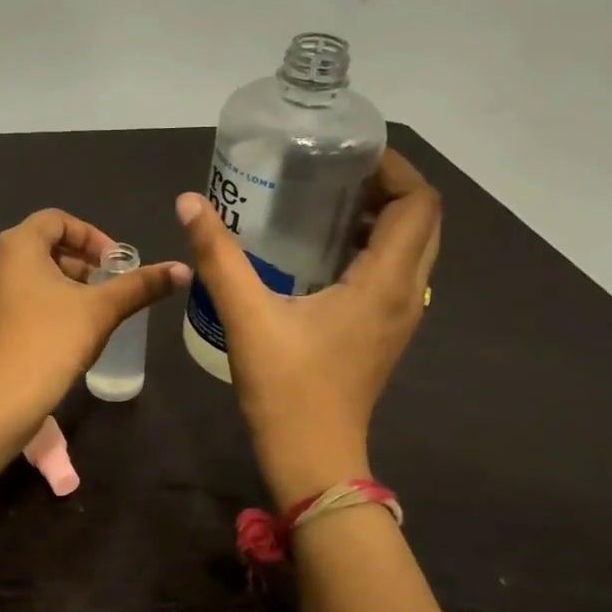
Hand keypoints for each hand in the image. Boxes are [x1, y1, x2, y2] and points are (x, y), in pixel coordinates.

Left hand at [0, 209, 189, 422]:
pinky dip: (43, 299)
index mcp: (17, 245)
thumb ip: (140, 285)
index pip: (56, 219)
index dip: (91, 235)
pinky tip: (66, 328)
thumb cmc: (52, 340)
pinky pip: (16, 294)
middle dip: (80, 260)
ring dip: (64, 281)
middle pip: (42, 244)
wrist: (3, 397)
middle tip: (108, 284)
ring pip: (29, 272)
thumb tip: (182, 269)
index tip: (115, 262)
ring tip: (92, 307)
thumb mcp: (102, 309)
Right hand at [176, 151, 440, 507]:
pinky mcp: (382, 333)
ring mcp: (399, 317)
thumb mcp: (247, 316)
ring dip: (383, 217)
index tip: (350, 152)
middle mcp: (405, 294)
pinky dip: (372, 247)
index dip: (395, 169)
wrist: (313, 459)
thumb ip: (218, 256)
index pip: (419, 205)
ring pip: (411, 249)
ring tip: (327, 200)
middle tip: (335, 171)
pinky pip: (393, 273)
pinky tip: (320, 250)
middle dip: (389, 187)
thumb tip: (189, 202)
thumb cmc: (287, 387)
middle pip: (422, 222)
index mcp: (385, 283)